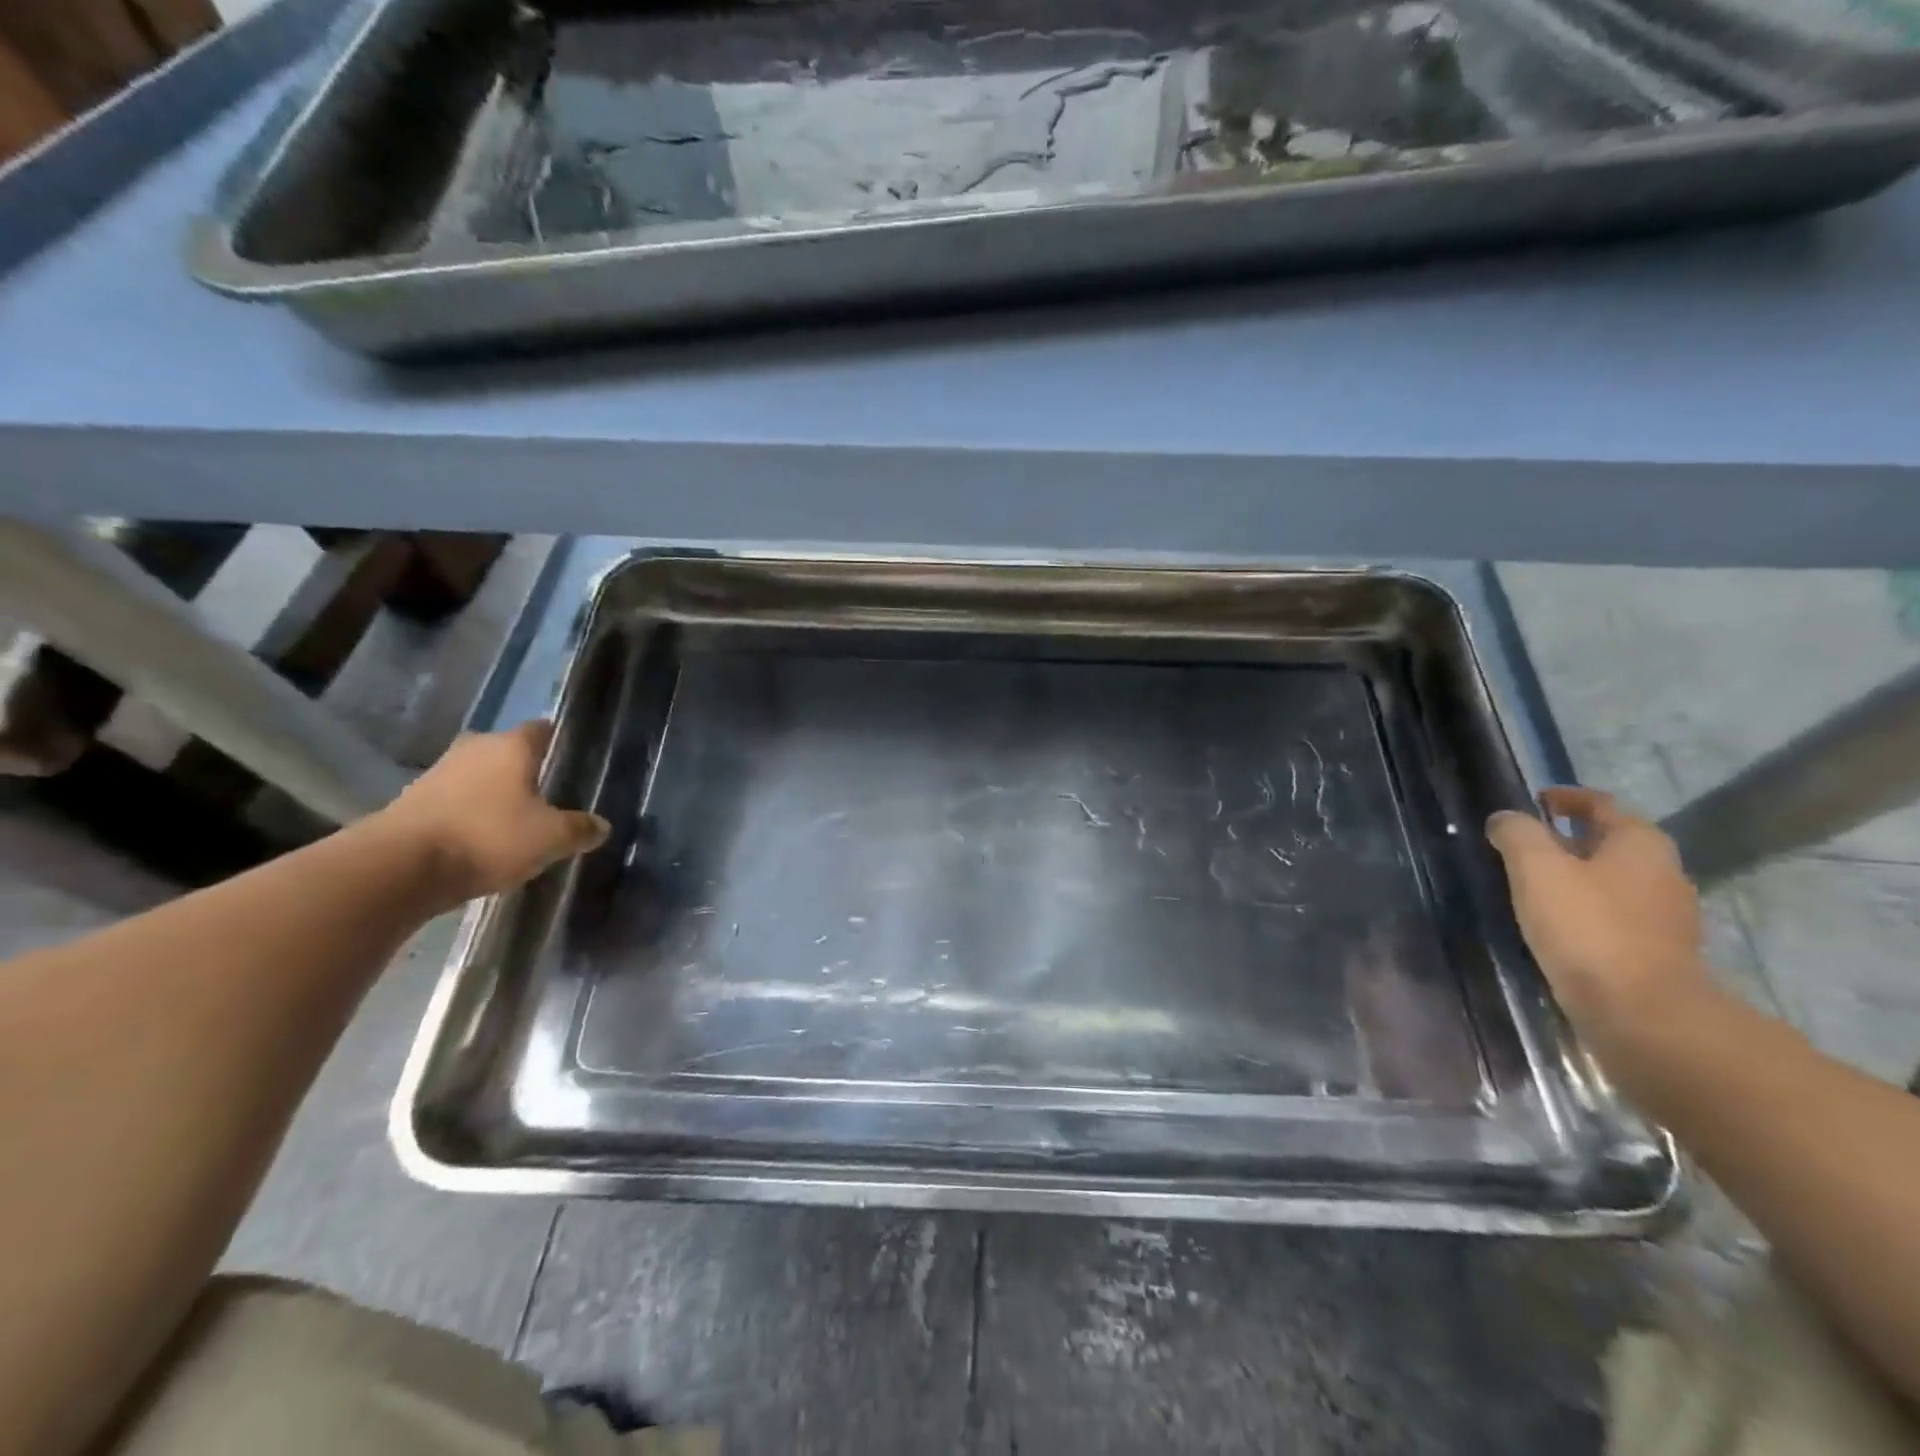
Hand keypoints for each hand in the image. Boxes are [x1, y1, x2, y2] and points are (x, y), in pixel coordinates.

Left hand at [372, 721, 608, 909]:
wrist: (398, 868)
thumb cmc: (488, 838)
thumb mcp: (551, 838)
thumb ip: (580, 829)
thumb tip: (602, 826)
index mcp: (512, 746)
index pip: (543, 729)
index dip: (559, 741)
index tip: (573, 758)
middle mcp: (475, 749)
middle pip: (507, 750)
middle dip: (526, 768)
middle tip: (548, 792)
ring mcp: (438, 773)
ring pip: (478, 775)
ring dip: (494, 791)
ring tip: (516, 818)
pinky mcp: (412, 802)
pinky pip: (454, 800)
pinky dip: (469, 812)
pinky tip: (482, 836)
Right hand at [1486, 787, 1707, 1035]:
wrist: (1641, 1014)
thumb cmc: (1587, 927)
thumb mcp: (1536, 868)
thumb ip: (1517, 834)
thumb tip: (1505, 819)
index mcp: (1640, 844)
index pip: (1602, 804)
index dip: (1566, 798)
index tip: (1535, 800)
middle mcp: (1663, 873)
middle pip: (1612, 842)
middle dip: (1570, 838)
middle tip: (1525, 844)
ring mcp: (1666, 917)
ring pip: (1614, 880)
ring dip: (1577, 875)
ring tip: (1533, 884)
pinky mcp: (1656, 953)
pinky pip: (1615, 915)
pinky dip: (1586, 909)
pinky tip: (1556, 924)